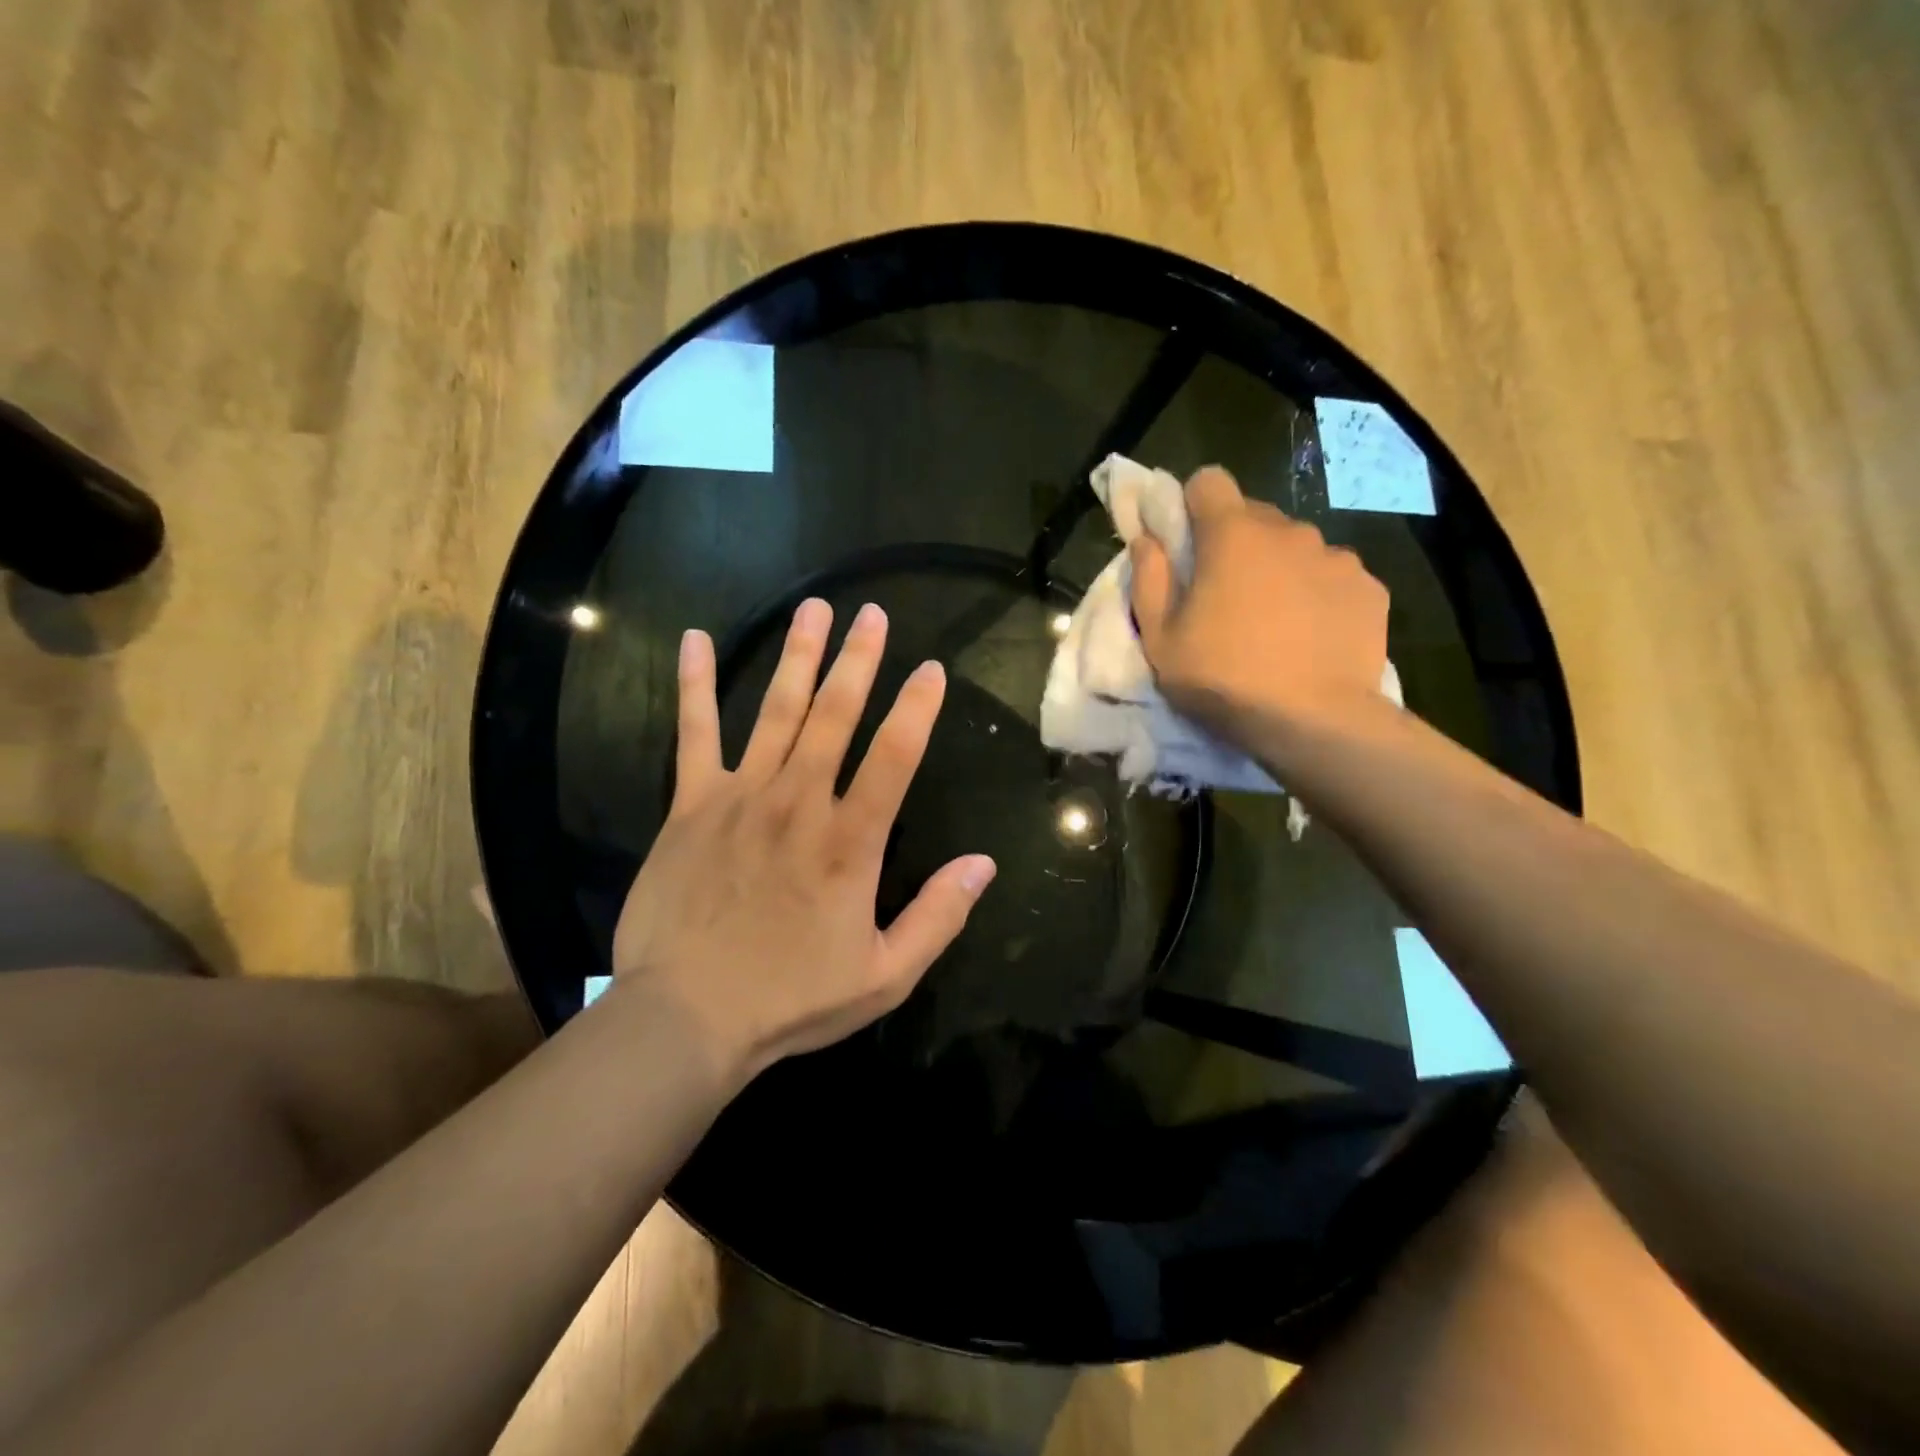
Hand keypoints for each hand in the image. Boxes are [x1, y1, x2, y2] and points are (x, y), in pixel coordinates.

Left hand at [609, 599, 996, 1078]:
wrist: (686, 1017)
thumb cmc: (792, 999)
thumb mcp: (886, 976)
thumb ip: (939, 916)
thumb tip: (985, 864)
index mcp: (850, 842)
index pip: (895, 756)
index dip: (917, 709)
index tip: (932, 670)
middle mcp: (799, 802)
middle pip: (835, 715)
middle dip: (858, 660)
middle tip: (873, 614)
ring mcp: (741, 796)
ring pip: (777, 711)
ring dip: (798, 657)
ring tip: (814, 610)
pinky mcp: (691, 805)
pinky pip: (694, 734)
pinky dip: (694, 686)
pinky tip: (695, 641)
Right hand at [1129, 466, 1390, 744]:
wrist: (1314, 722)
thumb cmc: (1223, 679)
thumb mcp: (1161, 640)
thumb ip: (1148, 580)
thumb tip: (1147, 540)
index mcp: (1232, 536)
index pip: (1210, 481)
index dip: (1193, 504)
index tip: (1188, 541)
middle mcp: (1289, 531)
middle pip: (1254, 517)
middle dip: (1235, 544)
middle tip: (1226, 597)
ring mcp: (1336, 557)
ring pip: (1296, 548)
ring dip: (1280, 570)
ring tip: (1275, 623)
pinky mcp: (1369, 587)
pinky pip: (1333, 577)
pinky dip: (1318, 596)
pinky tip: (1312, 637)